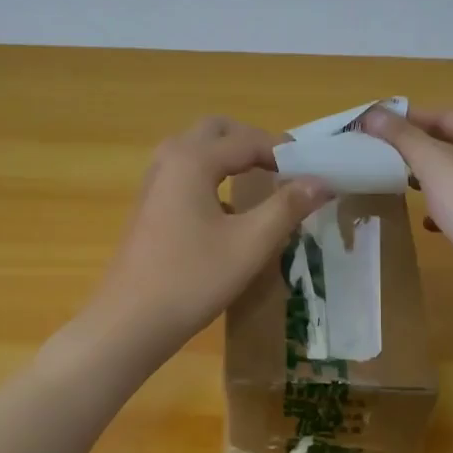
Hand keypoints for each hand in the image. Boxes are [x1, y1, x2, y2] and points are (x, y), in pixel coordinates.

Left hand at [88, 117, 331, 355]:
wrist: (130, 322)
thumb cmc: (193, 279)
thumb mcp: (250, 243)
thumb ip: (287, 206)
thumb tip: (322, 180)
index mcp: (192, 160)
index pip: (247, 140)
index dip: (284, 152)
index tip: (313, 170)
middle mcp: (169, 160)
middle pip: (216, 131)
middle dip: (252, 142)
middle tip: (284, 168)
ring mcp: (153, 183)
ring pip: (197, 150)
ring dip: (229, 158)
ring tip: (261, 184)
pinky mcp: (148, 206)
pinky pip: (184, 174)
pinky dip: (211, 178)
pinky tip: (228, 214)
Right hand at [357, 105, 452, 326]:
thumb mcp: (433, 161)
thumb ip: (402, 136)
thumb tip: (371, 114)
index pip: (448, 117)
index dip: (411, 118)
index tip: (377, 124)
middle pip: (452, 146)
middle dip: (417, 149)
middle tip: (381, 152)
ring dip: (427, 179)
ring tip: (397, 181)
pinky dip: (439, 209)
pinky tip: (424, 220)